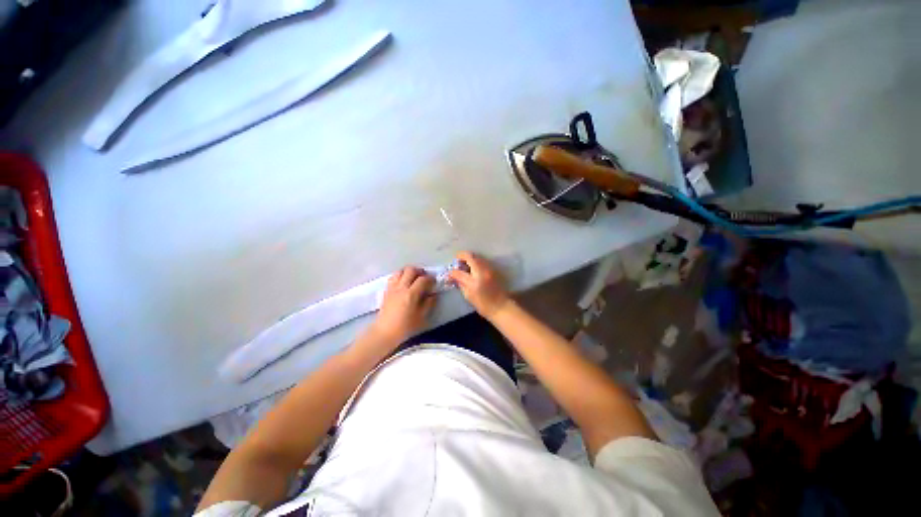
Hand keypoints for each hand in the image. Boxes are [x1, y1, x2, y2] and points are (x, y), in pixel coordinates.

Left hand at [368, 266, 435, 344]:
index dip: (430, 278)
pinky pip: (393, 277)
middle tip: (424, 277)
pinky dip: (400, 276)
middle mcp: (401, 287)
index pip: (423, 279)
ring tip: (413, 278)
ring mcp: (392, 288)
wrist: (385, 332)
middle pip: (410, 270)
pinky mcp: (386, 291)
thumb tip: (433, 295)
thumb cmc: (405, 327)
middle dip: (419, 271)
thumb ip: (429, 303)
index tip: (434, 282)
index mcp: (411, 294)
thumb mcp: (421, 317)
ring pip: (400, 271)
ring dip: (408, 272)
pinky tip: (403, 283)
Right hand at [448, 251, 510, 319]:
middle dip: (461, 257)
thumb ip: (460, 284)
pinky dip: (475, 261)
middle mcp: (482, 272)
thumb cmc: (484, 305)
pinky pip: (482, 260)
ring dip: (469, 258)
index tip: (449, 273)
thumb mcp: (468, 296)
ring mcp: (489, 269)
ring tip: (464, 265)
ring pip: (477, 256)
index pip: (459, 272)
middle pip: (470, 257)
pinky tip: (472, 268)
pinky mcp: (493, 269)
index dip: (452, 272)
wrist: (501, 306)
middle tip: (457, 263)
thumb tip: (454, 276)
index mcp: (474, 282)